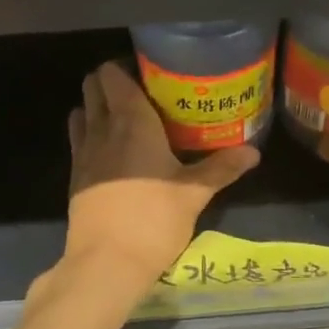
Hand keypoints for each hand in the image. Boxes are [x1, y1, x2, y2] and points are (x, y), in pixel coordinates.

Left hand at [65, 60, 258, 281]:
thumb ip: (222, 168)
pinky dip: (90, 134)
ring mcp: (83, 152)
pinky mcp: (74, 177)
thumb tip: (253, 152)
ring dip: (96, 107)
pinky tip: (113, 152)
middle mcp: (102, 128)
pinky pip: (78, 140)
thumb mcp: (194, 193)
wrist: (106, 263)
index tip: (150, 72)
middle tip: (142, 92)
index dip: (126, 65)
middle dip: (111, 82)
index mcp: (131, 121)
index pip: (113, 73)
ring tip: (124, 119)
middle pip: (92, 86)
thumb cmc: (153, 219)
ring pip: (80, 111)